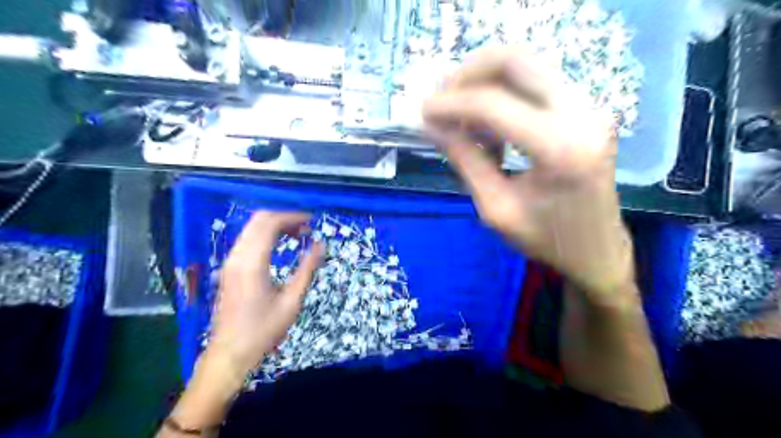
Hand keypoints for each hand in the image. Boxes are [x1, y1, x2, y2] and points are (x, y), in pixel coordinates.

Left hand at [208, 212, 322, 380]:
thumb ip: (307, 269)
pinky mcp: (229, 268)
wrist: (230, 353)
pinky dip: (265, 234)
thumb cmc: (263, 330)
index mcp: (252, 263)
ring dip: (275, 225)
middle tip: (306, 228)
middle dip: (284, 217)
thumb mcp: (292, 301)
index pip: (270, 223)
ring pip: (251, 228)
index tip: (312, 221)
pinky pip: (247, 239)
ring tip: (297, 234)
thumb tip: (320, 245)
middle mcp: (237, 256)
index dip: (293, 217)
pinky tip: (280, 245)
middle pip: (259, 220)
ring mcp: (230, 261)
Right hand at [424, 47, 637, 302]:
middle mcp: (582, 114)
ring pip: (527, 65)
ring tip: (461, 116)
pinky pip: (536, 82)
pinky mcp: (586, 109)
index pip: (493, 105)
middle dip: (468, 74)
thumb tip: (432, 126)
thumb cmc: (545, 239)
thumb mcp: (495, 208)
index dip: (451, 103)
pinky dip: (504, 93)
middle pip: (516, 60)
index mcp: (559, 148)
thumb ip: (464, 160)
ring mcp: (589, 107)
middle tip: (442, 101)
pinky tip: (489, 127)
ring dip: (485, 81)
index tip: (423, 112)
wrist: (597, 250)